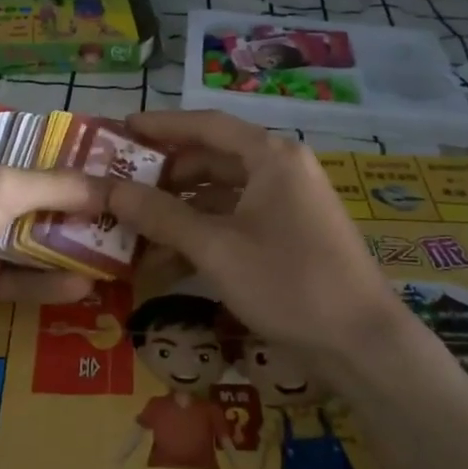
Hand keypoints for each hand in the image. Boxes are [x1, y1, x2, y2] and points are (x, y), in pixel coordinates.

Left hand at [0, 135, 110, 348]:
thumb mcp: (0, 186)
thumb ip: (58, 185)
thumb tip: (111, 187)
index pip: (34, 145)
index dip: (74, 152)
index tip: (118, 162)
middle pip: (40, 195)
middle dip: (83, 204)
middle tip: (131, 213)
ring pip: (35, 239)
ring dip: (73, 245)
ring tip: (121, 252)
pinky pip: (22, 279)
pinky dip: (50, 281)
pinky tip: (86, 287)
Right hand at [108, 111, 409, 363]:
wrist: (360, 343)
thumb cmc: (288, 282)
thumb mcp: (216, 247)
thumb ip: (160, 215)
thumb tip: (107, 189)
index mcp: (271, 157)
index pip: (207, 125)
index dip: (161, 126)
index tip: (121, 130)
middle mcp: (280, 172)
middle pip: (211, 162)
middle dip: (163, 179)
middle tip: (118, 190)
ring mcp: (286, 207)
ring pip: (220, 199)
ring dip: (177, 216)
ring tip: (130, 235)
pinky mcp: (288, 239)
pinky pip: (234, 226)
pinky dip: (201, 240)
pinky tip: (163, 265)